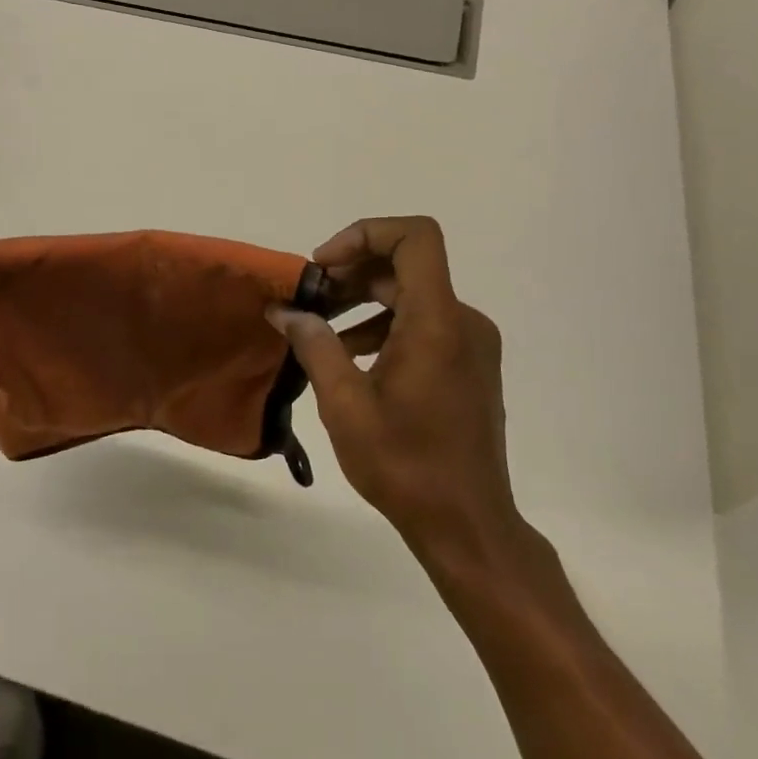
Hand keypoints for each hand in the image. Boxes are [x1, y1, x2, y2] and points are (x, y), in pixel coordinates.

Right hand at [270, 217, 525, 561]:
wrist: (467, 524)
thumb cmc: (404, 465)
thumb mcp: (344, 404)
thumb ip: (314, 345)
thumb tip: (285, 311)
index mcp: (437, 322)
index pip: (415, 237)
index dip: (366, 234)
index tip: (324, 266)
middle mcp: (463, 321)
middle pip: (406, 265)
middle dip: (352, 272)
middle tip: (309, 299)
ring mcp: (471, 343)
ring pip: (413, 294)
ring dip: (364, 300)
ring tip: (320, 327)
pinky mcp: (470, 364)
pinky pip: (425, 323)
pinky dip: (385, 326)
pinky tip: (351, 356)